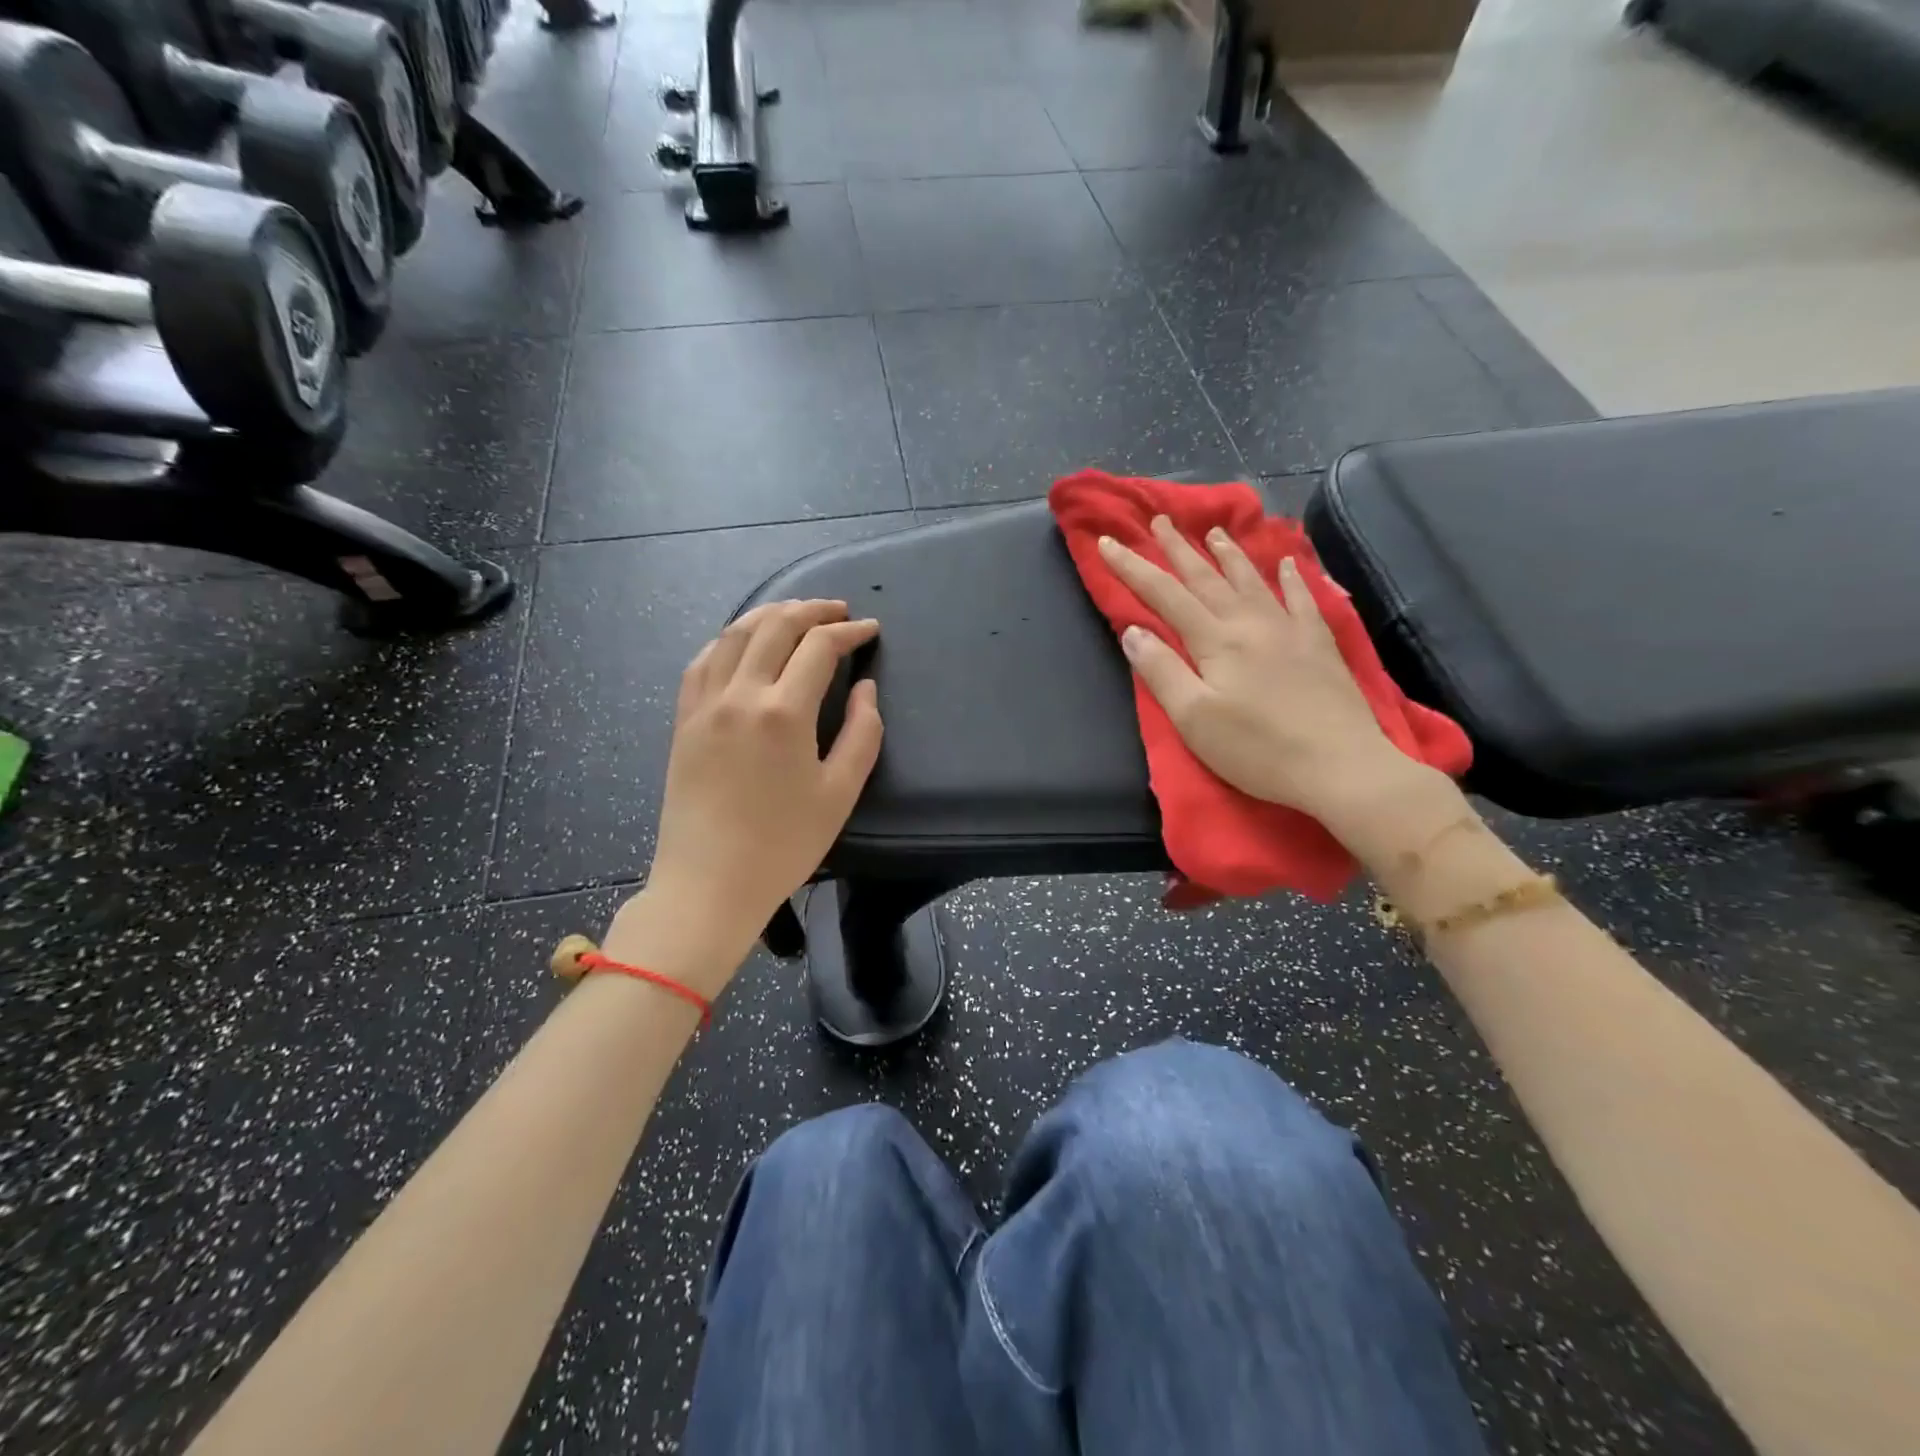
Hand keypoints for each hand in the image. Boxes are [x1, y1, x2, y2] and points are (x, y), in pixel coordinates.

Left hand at [635, 600, 881, 983]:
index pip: (819, 648)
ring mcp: (704, 705)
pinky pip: (703, 661)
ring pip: (735, 635)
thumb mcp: (840, 793)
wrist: (709, 884)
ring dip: (769, 614)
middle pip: (775, 626)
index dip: (850, 632)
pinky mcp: (683, 721)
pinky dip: (729, 640)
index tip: (871, 630)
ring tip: (795, 613)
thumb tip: (865, 688)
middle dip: (812, 610)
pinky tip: (742, 642)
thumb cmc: (783, 845)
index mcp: (783, 712)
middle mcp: (740, 695)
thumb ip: (862, 733)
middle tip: (839, 611)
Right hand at [1098, 517, 1435, 835]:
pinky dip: (1290, 578)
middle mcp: (1250, 623)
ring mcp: (1289, 629)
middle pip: (1206, 577)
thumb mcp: (1194, 718)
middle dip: (1179, 548)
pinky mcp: (1319, 644)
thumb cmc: (1257, 749)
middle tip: (1161, 520)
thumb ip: (1161, 671)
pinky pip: (1301, 599)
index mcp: (1215, 640)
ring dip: (1229, 554)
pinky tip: (1286, 562)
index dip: (1133, 568)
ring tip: (1214, 531)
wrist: (1339, 766)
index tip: (1109, 542)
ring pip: (1251, 580)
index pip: (1164, 595)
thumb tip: (1133, 632)